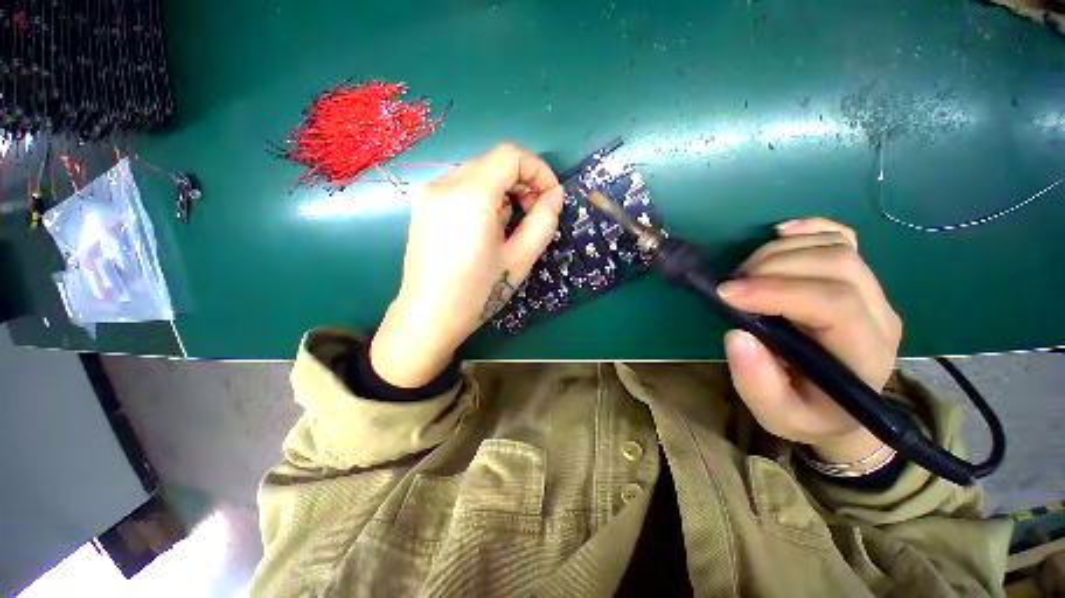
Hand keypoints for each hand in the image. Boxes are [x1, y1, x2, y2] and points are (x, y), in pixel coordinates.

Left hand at [370, 144, 563, 387]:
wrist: (428, 318)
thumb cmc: (478, 292)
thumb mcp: (520, 259)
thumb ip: (543, 222)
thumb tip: (554, 196)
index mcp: (471, 195)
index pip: (511, 156)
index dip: (539, 171)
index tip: (550, 199)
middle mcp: (445, 184)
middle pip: (493, 163)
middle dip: (522, 182)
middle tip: (534, 215)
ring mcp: (429, 195)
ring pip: (478, 174)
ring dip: (503, 192)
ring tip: (508, 227)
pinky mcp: (423, 208)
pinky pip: (461, 189)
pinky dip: (483, 199)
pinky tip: (485, 230)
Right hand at [717, 218, 902, 463]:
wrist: (841, 409)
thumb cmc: (808, 414)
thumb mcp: (777, 415)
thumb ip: (757, 383)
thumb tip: (736, 334)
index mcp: (864, 355)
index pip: (834, 304)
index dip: (776, 291)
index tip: (725, 293)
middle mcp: (880, 316)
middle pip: (837, 265)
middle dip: (772, 267)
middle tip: (731, 286)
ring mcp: (874, 292)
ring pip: (836, 246)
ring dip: (779, 251)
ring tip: (745, 274)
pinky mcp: (859, 279)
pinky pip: (842, 237)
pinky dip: (809, 228)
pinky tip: (780, 232)